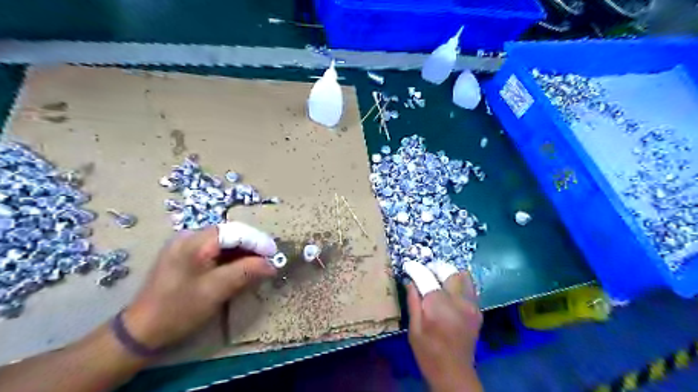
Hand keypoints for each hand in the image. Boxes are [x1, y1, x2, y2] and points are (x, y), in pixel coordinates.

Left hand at [121, 226, 277, 349]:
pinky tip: (240, 267)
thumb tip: (271, 265)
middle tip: (269, 260)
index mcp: (195, 241)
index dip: (258, 241)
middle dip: (252, 246)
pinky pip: (214, 250)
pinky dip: (230, 258)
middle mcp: (189, 236)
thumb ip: (246, 272)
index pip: (235, 232)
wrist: (141, 330)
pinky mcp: (184, 256)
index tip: (275, 254)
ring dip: (243, 252)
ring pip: (224, 242)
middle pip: (230, 234)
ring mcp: (185, 245)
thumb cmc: (179, 308)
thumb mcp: (216, 290)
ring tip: (259, 264)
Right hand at [407, 272, 483, 391]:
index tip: (408, 266)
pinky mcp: (478, 311)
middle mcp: (458, 300)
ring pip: (464, 277)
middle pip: (449, 271)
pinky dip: (460, 285)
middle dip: (435, 268)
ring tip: (439, 280)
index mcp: (438, 305)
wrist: (454, 373)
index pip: (426, 276)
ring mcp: (471, 305)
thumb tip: (409, 281)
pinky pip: (471, 288)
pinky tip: (450, 293)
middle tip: (425, 273)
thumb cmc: (428, 352)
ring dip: (450, 274)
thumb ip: (413, 301)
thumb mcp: (414, 328)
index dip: (415, 268)